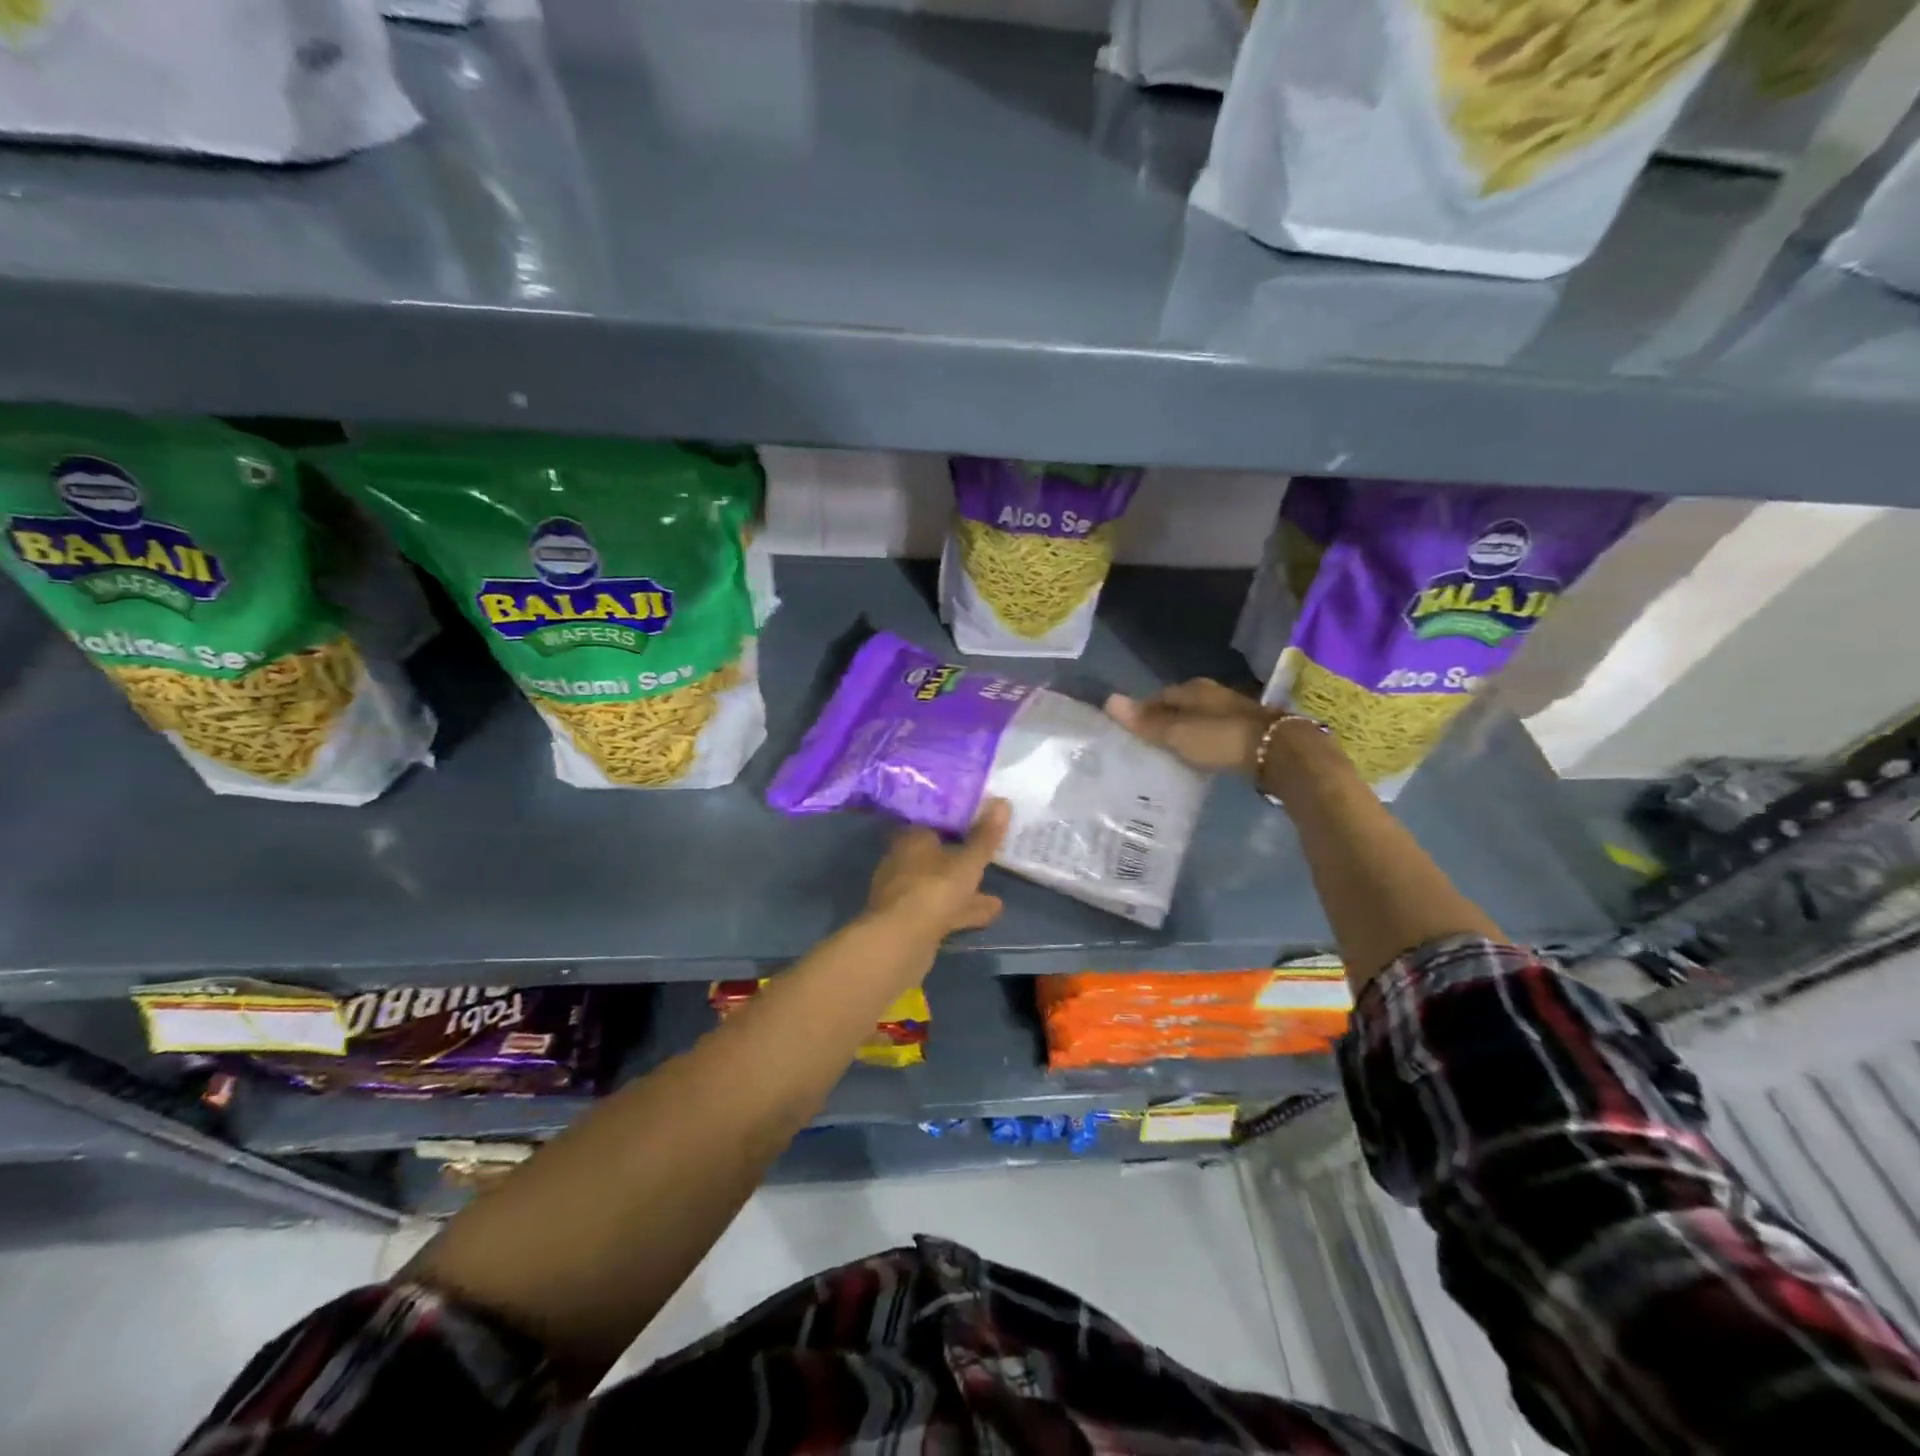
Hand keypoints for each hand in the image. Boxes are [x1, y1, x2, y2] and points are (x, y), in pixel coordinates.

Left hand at [864, 798, 1009, 941]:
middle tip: (987, 859)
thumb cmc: (934, 889)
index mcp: (911, 839)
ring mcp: (903, 893)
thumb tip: (1002, 802)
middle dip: (961, 860)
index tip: (977, 822)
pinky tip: (988, 916)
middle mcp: (902, 861)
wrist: (900, 941)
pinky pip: (940, 909)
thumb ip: (985, 836)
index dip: (955, 822)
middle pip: (936, 856)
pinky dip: (961, 911)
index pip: (932, 822)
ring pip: (939, 886)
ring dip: (965, 891)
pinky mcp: (907, 920)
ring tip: (995, 897)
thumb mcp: (968, 861)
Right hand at [1104, 679, 1270, 775]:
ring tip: (1168, 753)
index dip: (1142, 712)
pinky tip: (1198, 757)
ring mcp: (1233, 712)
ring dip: (1185, 732)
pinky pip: (1214, 733)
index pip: (1158, 696)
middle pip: (1179, 706)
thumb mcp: (1178, 733)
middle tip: (1145, 744)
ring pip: (1198, 719)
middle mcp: (1213, 694)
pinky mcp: (1248, 731)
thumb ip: (1146, 721)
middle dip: (1163, 721)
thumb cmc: (1222, 738)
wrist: (1281, 752)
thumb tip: (1108, 700)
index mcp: (1193, 689)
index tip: (1128, 731)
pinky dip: (1203, 742)